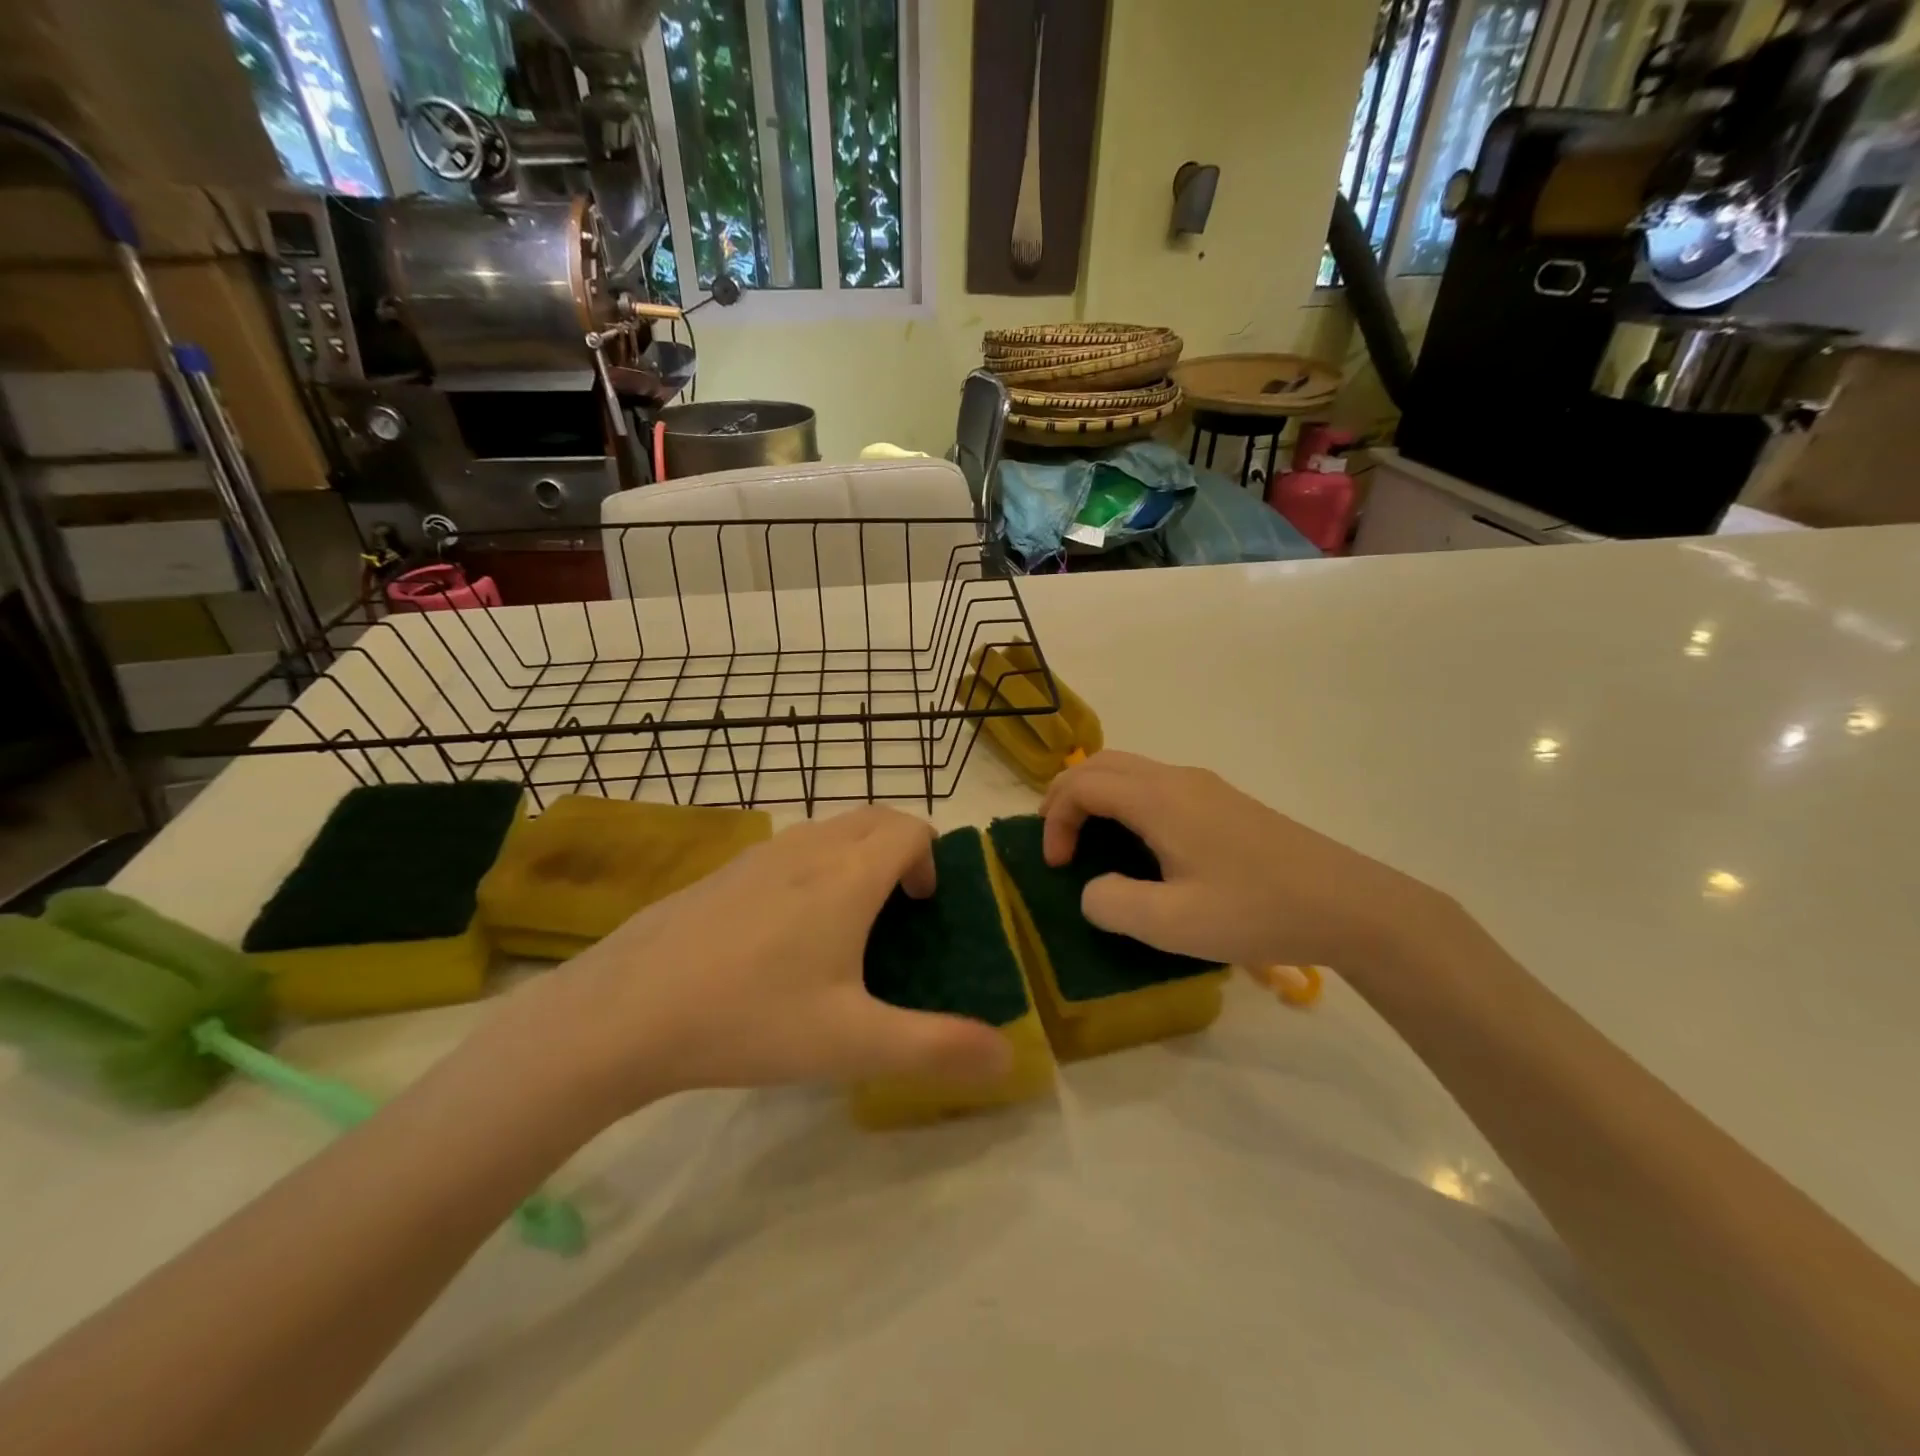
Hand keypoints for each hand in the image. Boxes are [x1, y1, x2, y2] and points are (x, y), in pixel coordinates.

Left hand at [511, 807, 1013, 1120]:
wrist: (626, 1011)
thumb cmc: (751, 1018)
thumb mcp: (853, 1043)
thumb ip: (936, 1048)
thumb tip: (1007, 1056)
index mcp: (848, 876)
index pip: (910, 829)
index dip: (931, 858)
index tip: (924, 907)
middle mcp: (809, 850)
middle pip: (874, 818)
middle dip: (901, 846)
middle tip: (900, 906)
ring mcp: (760, 855)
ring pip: (829, 828)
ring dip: (857, 852)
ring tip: (849, 917)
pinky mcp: (723, 871)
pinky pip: (790, 847)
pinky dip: (815, 863)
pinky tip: (786, 930)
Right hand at [1042, 751, 1451, 972]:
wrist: (1349, 904)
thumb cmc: (1256, 911)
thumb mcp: (1173, 924)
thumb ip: (1113, 904)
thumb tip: (1092, 889)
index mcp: (1159, 799)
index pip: (1083, 785)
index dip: (1056, 819)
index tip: (1057, 867)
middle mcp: (1177, 779)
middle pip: (1102, 763)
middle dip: (1067, 794)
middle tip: (1056, 839)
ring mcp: (1205, 787)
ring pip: (1130, 770)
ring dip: (1097, 796)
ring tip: (1088, 839)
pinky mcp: (1224, 802)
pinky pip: (1155, 785)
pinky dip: (1126, 802)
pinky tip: (1139, 844)